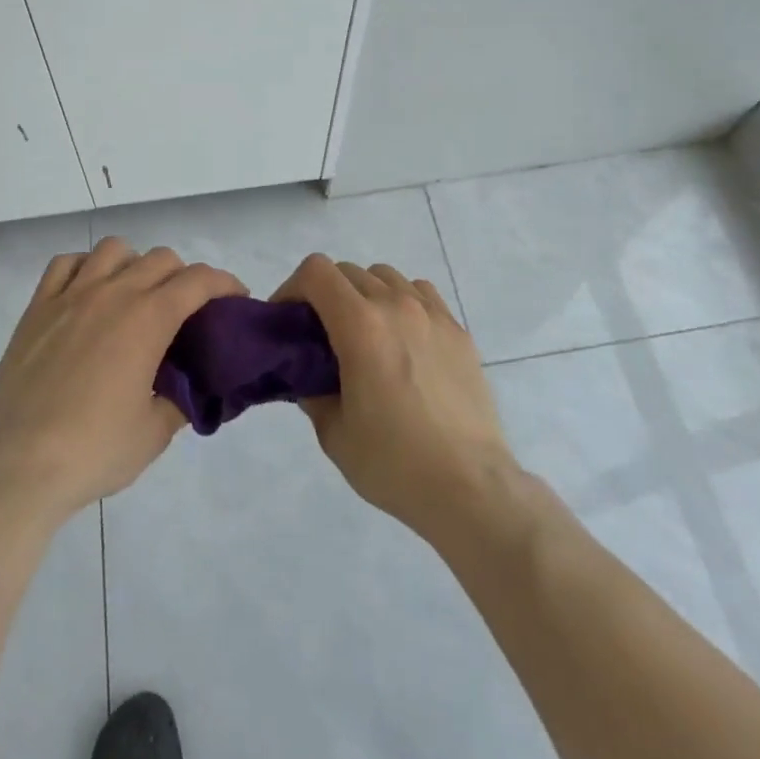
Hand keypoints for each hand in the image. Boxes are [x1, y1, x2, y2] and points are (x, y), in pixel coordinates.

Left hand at [0, 238, 244, 523]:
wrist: (17, 467)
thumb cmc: (94, 451)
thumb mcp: (155, 433)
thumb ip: (180, 400)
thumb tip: (189, 386)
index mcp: (148, 319)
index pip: (199, 280)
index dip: (225, 283)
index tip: (235, 299)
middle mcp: (113, 293)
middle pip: (162, 259)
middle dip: (185, 277)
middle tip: (186, 311)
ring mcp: (71, 295)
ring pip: (114, 249)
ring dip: (135, 264)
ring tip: (134, 296)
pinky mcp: (37, 308)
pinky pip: (65, 264)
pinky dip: (86, 268)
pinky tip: (88, 293)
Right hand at [273, 256, 515, 544]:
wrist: (471, 487)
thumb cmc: (395, 464)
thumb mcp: (334, 434)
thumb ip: (312, 393)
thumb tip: (310, 376)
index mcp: (360, 325)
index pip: (317, 271)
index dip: (293, 287)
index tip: (288, 319)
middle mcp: (396, 305)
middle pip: (348, 271)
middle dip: (325, 294)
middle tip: (321, 335)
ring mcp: (432, 314)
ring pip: (386, 277)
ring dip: (364, 294)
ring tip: (365, 335)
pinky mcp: (458, 330)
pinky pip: (421, 294)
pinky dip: (402, 302)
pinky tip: (404, 339)